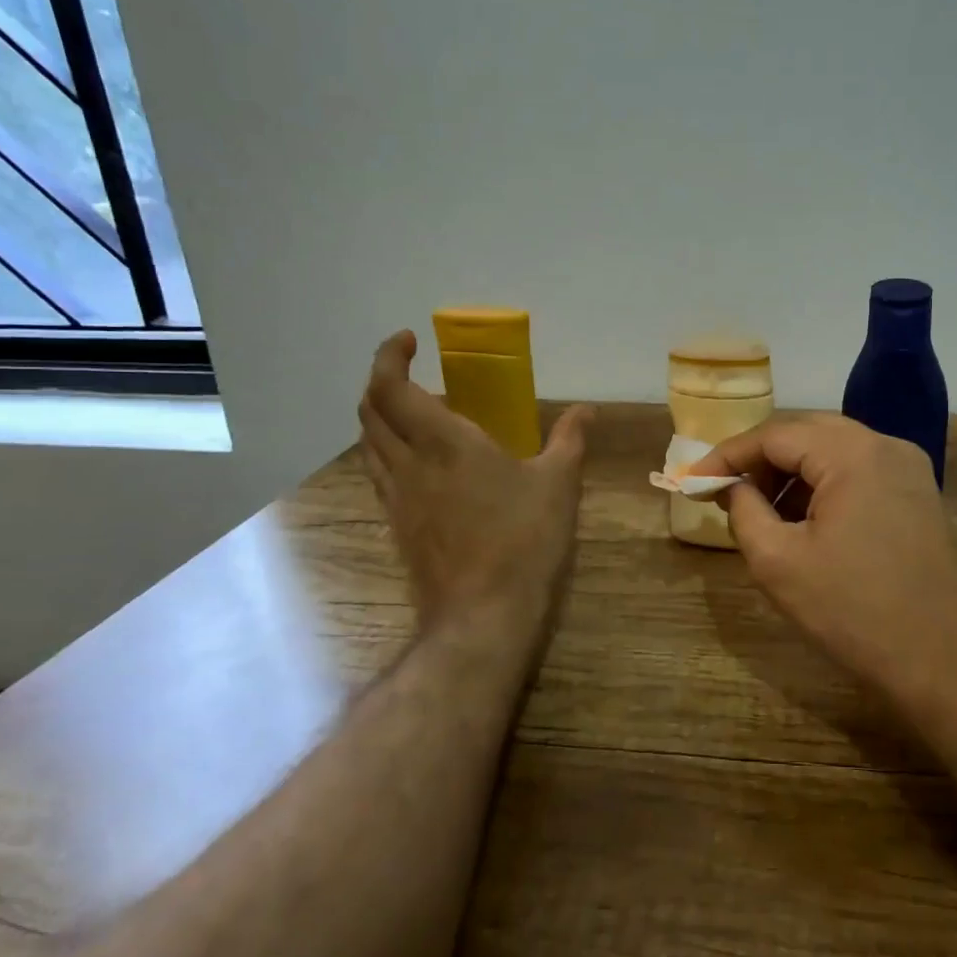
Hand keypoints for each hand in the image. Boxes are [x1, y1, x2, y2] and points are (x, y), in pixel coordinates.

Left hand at [358, 330, 591, 624]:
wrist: (483, 616)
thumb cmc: (524, 540)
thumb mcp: (558, 484)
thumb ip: (570, 439)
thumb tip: (587, 409)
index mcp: (443, 442)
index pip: (391, 387)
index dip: (389, 356)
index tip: (409, 341)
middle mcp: (408, 464)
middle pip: (369, 411)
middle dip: (382, 382)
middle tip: (413, 373)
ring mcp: (397, 498)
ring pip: (369, 444)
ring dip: (381, 417)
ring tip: (416, 413)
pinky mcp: (397, 527)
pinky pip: (380, 474)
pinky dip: (388, 451)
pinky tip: (422, 464)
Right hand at [690, 416, 956, 701]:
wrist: (950, 664)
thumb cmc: (855, 613)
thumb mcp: (779, 563)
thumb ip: (744, 510)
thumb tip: (732, 486)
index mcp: (852, 453)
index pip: (774, 434)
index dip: (727, 455)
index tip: (691, 481)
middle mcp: (885, 446)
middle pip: (806, 434)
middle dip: (760, 461)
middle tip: (725, 493)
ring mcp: (909, 470)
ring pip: (834, 452)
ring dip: (792, 474)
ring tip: (760, 513)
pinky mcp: (919, 496)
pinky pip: (859, 474)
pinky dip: (823, 487)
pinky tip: (803, 522)